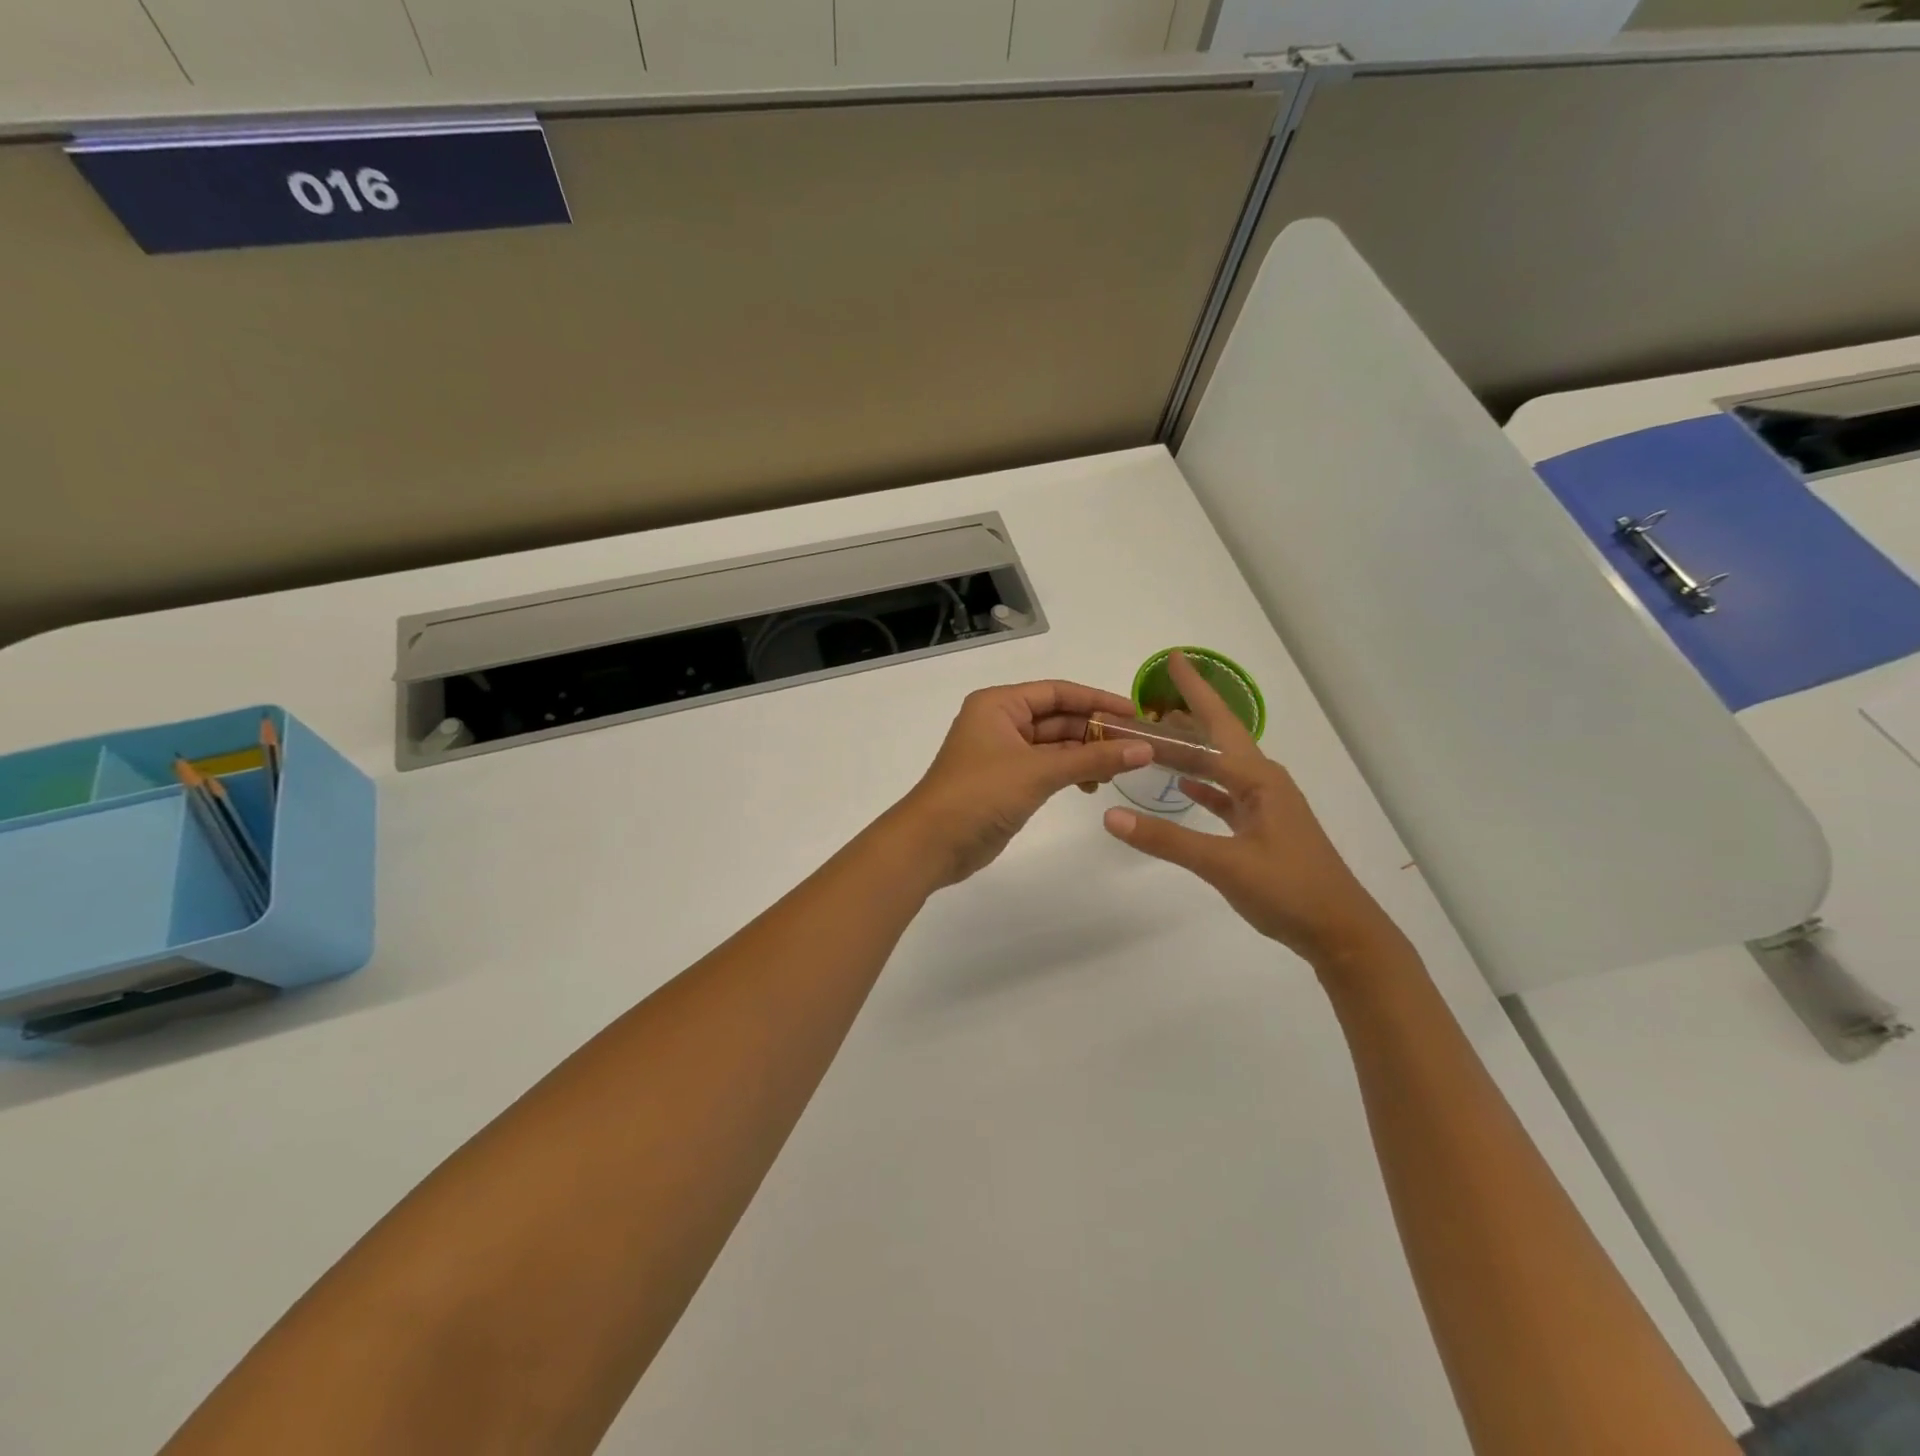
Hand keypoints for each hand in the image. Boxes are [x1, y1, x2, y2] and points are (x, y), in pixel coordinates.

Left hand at [895, 680, 1153, 888]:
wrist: (932, 843)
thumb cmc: (980, 793)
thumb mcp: (1039, 771)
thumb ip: (1093, 758)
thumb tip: (1145, 748)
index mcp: (999, 704)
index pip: (1058, 692)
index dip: (1098, 700)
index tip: (1136, 713)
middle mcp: (1000, 722)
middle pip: (1058, 718)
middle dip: (1095, 730)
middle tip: (1138, 745)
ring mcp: (1002, 754)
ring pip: (1054, 745)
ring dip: (1085, 754)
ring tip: (1121, 768)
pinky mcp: (1006, 782)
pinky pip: (1046, 768)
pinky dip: (1070, 773)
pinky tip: (1093, 785)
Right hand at [1101, 652, 1402, 970]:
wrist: (1341, 932)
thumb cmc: (1288, 890)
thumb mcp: (1224, 864)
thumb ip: (1166, 839)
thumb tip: (1110, 816)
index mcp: (1258, 780)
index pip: (1216, 725)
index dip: (1195, 691)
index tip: (1174, 657)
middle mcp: (1263, 783)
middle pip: (1219, 738)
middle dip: (1191, 713)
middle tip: (1155, 695)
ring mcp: (1265, 807)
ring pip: (1221, 766)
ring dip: (1192, 750)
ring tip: (1159, 734)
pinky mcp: (1263, 829)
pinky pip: (1226, 795)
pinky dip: (1203, 786)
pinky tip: (1184, 786)